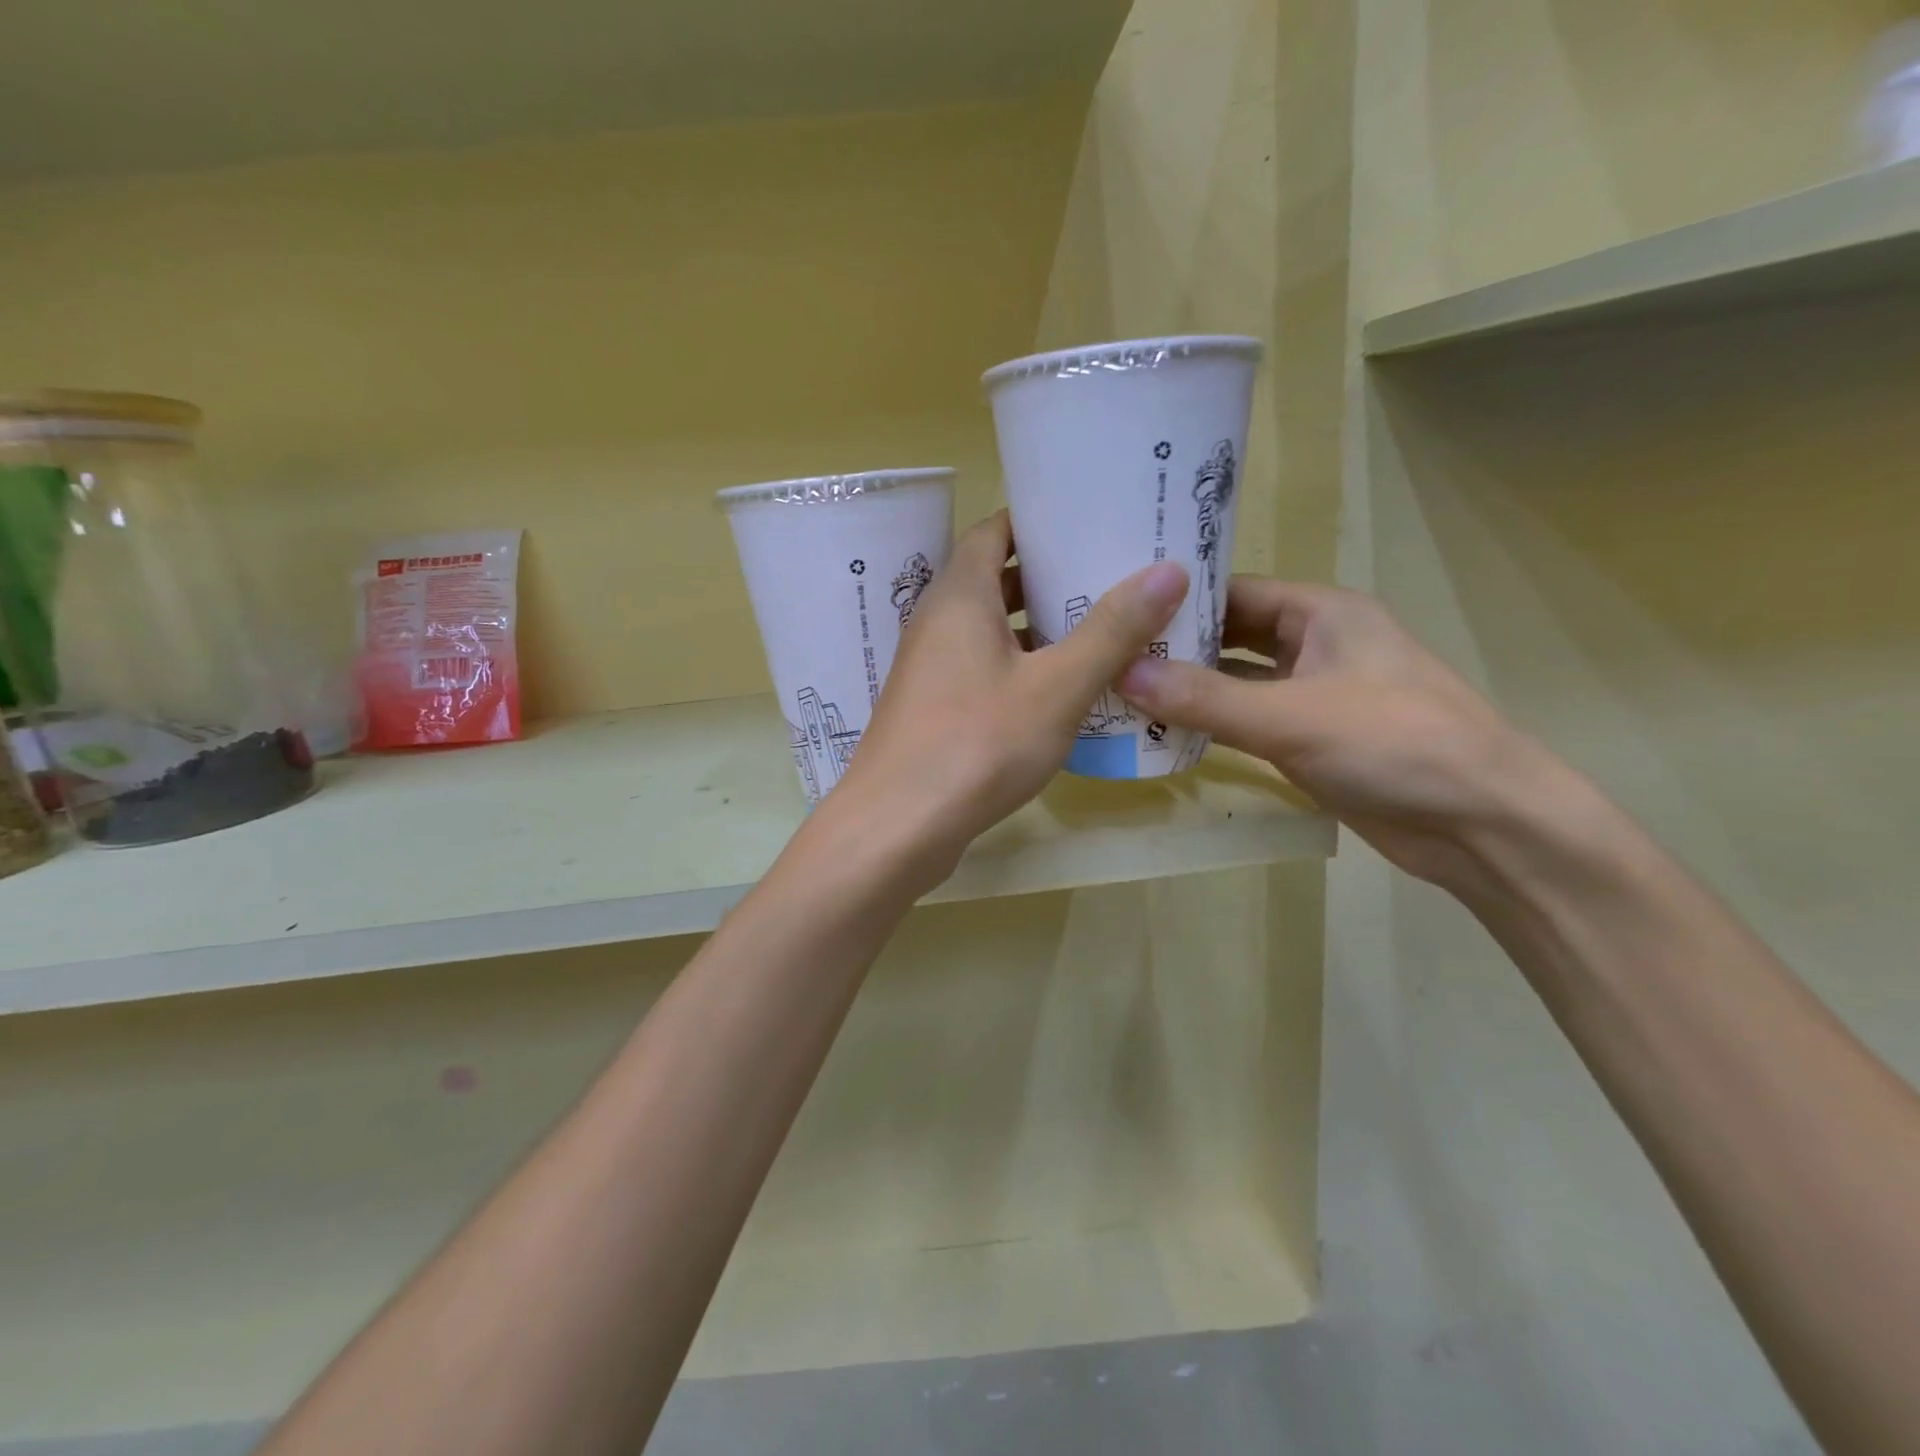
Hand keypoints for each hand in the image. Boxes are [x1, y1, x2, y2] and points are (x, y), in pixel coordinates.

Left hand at [829, 510, 1188, 883]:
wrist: (898, 827)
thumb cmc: (977, 744)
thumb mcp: (1057, 686)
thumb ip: (1112, 630)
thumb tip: (1169, 569)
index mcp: (960, 595)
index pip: (996, 529)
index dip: (1040, 520)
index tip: (1092, 519)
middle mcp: (938, 621)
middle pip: (996, 578)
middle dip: (1051, 575)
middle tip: (1113, 576)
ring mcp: (931, 667)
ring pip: (992, 629)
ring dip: (1040, 627)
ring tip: (1104, 630)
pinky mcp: (934, 707)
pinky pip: (984, 668)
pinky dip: (1022, 666)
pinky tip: (1065, 690)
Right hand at [1116, 578, 1565, 889]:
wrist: (1482, 823)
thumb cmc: (1394, 743)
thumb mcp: (1291, 716)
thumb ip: (1204, 698)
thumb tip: (1120, 673)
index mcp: (1321, 613)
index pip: (1232, 591)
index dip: (1175, 600)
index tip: (1114, 611)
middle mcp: (1314, 643)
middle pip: (1228, 636)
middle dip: (1174, 647)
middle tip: (1104, 655)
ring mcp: (1311, 693)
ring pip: (1234, 681)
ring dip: (1186, 689)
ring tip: (1117, 692)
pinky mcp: (1309, 738)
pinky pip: (1245, 721)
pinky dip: (1207, 725)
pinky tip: (1159, 733)